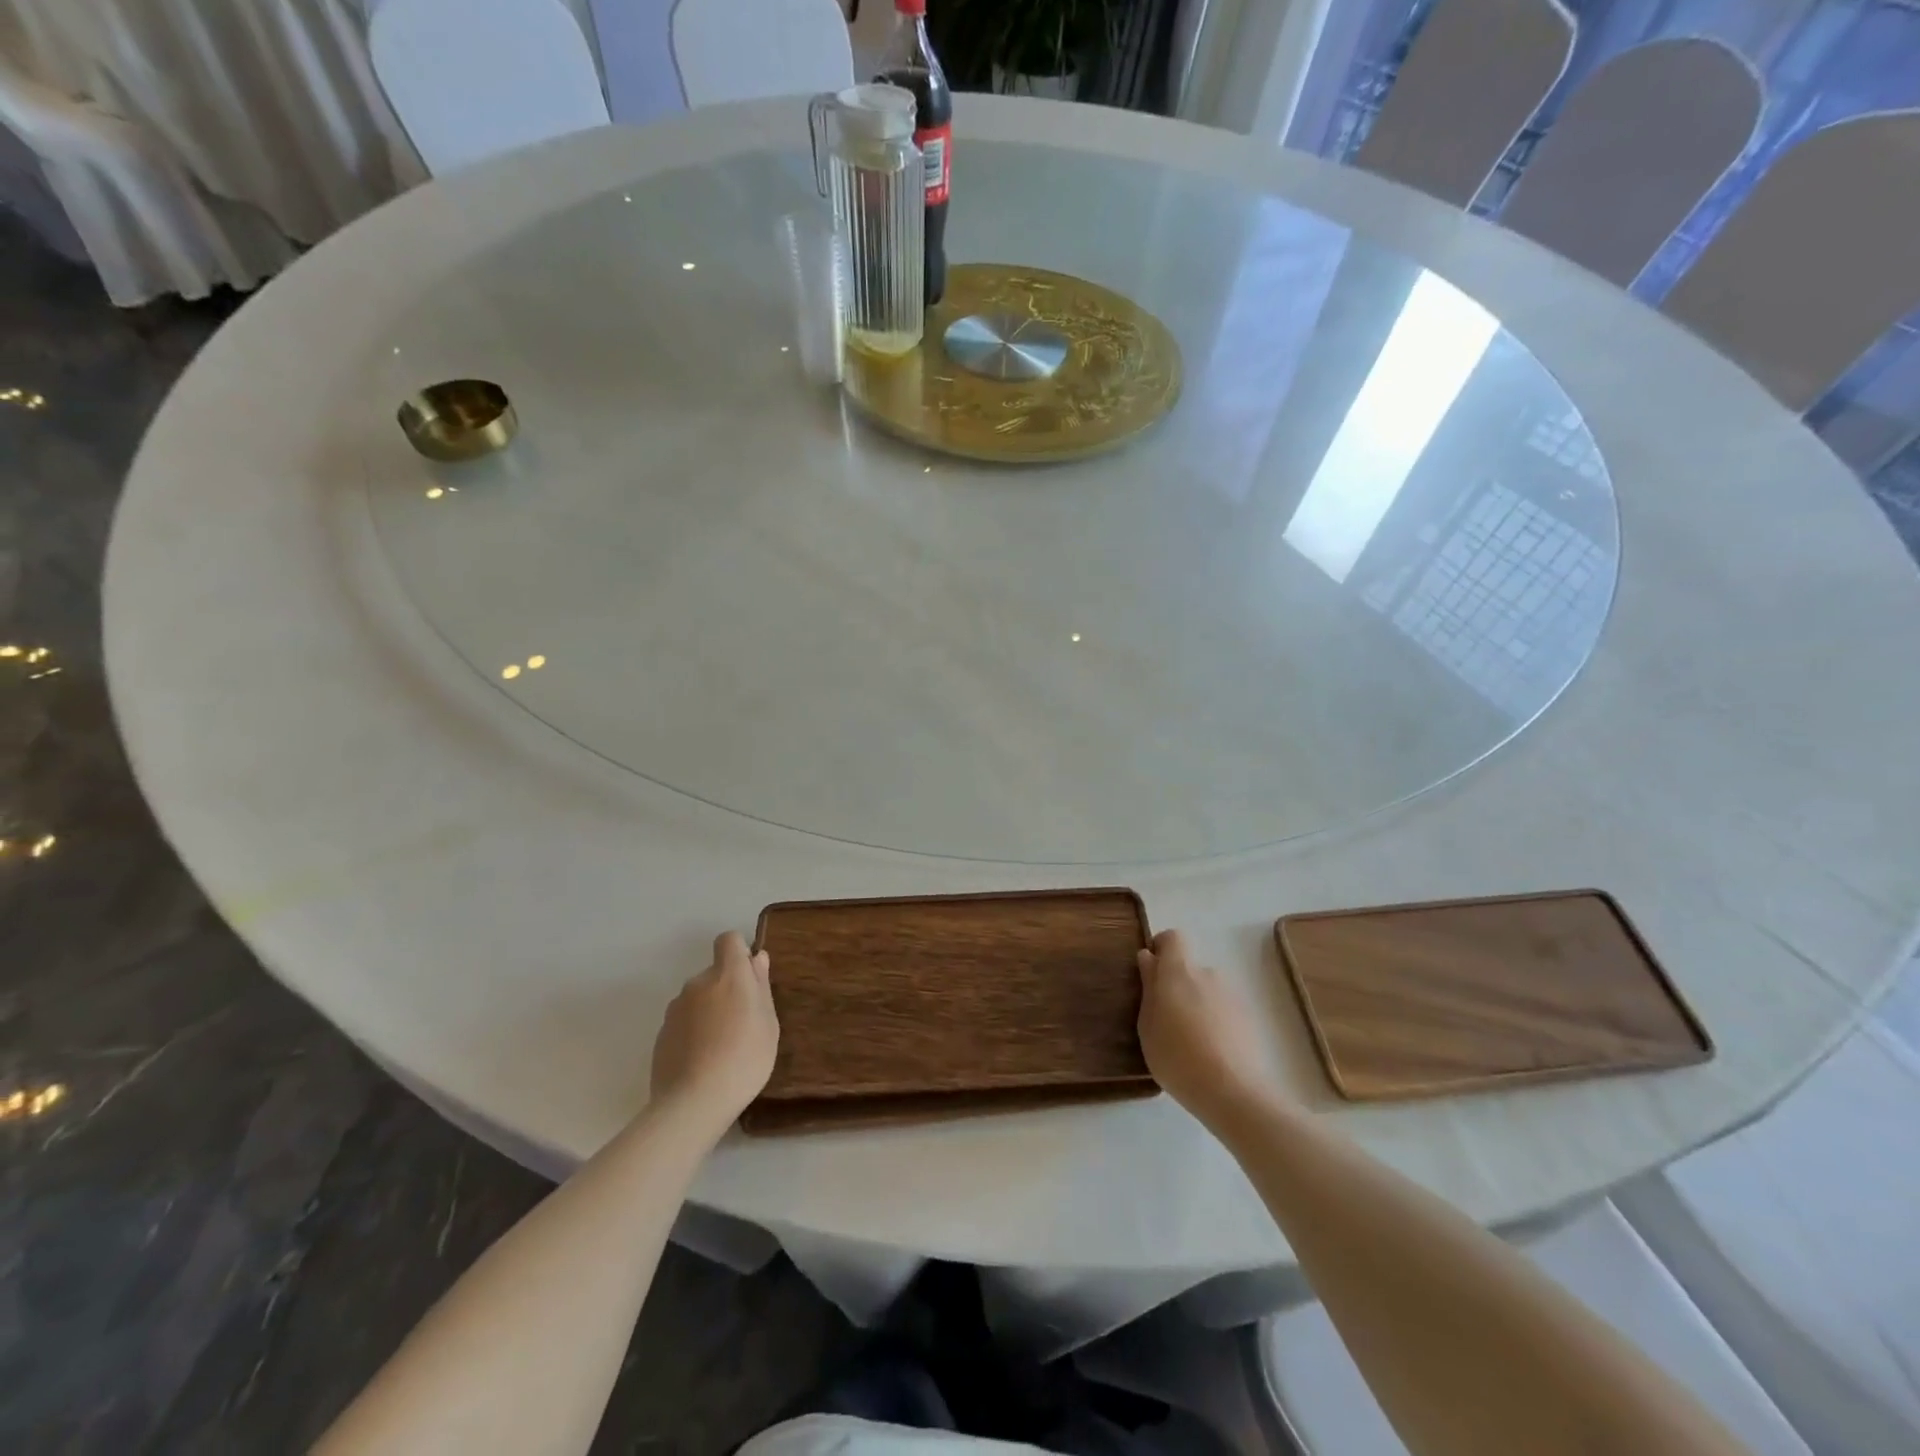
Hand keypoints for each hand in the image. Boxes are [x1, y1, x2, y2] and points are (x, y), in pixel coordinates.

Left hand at [650, 933, 779, 1130]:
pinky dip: (693, 1032)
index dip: (738, 953)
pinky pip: (683, 1022)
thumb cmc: (745, 1058)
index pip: (728, 940)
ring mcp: (675, 1008)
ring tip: (721, 1047)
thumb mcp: (768, 1023)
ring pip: (698, 999)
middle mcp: (698, 983)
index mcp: (728, 975)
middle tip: (743, 1024)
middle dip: (727, 989)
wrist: (693, 1102)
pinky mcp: (661, 1034)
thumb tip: (756, 958)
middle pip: (714, 974)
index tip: (749, 978)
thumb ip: (761, 986)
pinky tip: (702, 1061)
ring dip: (709, 1011)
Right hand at [1138, 930, 1273, 1128]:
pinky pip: (1223, 1012)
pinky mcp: (1249, 1020)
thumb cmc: (1177, 1056)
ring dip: (1196, 1006)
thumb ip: (1148, 986)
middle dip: (1177, 987)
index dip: (1161, 948)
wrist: (1234, 1092)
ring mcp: (1232, 996)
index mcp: (1179, 971)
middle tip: (1165, 1020)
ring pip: (1207, 992)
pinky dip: (1215, 1024)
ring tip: (1189, 1044)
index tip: (1150, 972)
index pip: (1173, 938)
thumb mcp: (1147, 1024)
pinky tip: (1210, 1055)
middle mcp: (1208, 974)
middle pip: (1189, 969)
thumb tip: (1149, 958)